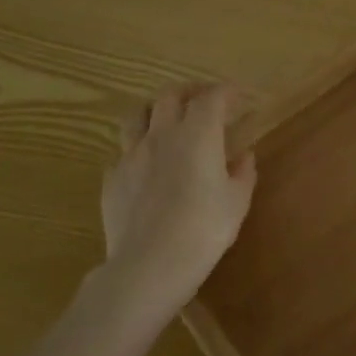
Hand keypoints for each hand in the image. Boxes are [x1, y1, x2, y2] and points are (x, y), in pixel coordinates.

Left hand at [97, 83, 257, 322]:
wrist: (150, 265)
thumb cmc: (204, 229)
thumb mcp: (237, 202)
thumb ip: (242, 173)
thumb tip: (244, 155)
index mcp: (198, 134)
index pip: (212, 97)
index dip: (226, 91)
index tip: (237, 95)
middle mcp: (162, 135)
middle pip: (170, 96)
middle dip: (189, 92)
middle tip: (202, 100)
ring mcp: (131, 155)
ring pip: (137, 115)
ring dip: (154, 111)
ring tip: (166, 121)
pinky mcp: (112, 179)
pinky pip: (123, 153)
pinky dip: (137, 151)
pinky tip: (145, 166)